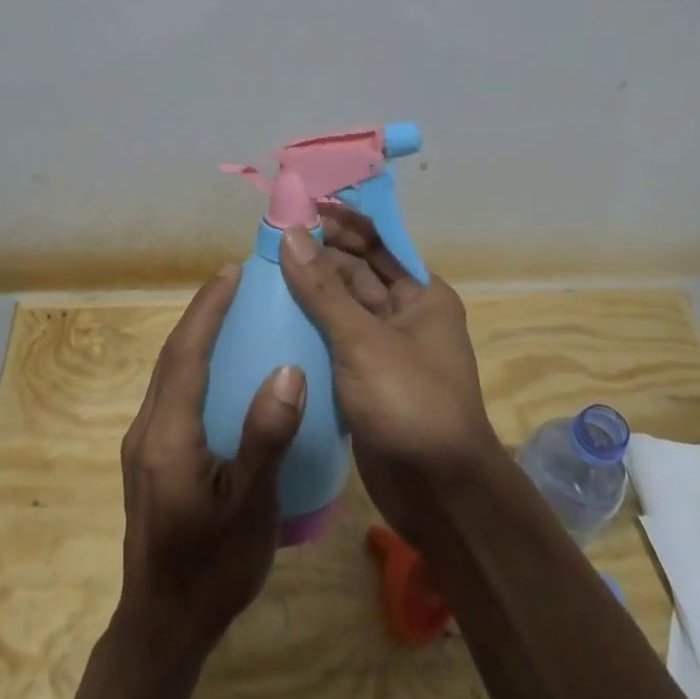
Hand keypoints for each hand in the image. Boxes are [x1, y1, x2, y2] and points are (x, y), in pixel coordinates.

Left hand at [117, 265, 307, 659]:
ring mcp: (144, 447)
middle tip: (235, 284)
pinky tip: (220, 373)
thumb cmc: (212, 569)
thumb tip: (288, 369)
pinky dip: (193, 367)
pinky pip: (171, 395)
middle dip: (200, 315)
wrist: (163, 627)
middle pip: (171, 357)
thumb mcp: (250, 506)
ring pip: (167, 375)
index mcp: (167, 435)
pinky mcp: (150, 461)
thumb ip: (266, 437)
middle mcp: (146, 430)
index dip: (207, 310)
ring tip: (230, 316)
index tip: (230, 273)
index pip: (185, 354)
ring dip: (194, 338)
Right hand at [278, 206, 503, 541]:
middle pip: (357, 272)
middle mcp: (405, 315)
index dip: (342, 221)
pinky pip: (334, 342)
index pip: (378, 242)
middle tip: (269, 239)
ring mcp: (384, 349)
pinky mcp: (364, 381)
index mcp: (421, 294)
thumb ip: (323, 289)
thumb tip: (291, 234)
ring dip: (309, 291)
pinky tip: (272, 318)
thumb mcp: (363, 341)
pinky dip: (309, 328)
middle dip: (319, 254)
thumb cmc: (410, 403)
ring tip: (262, 272)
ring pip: (342, 308)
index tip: (300, 205)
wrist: (438, 493)